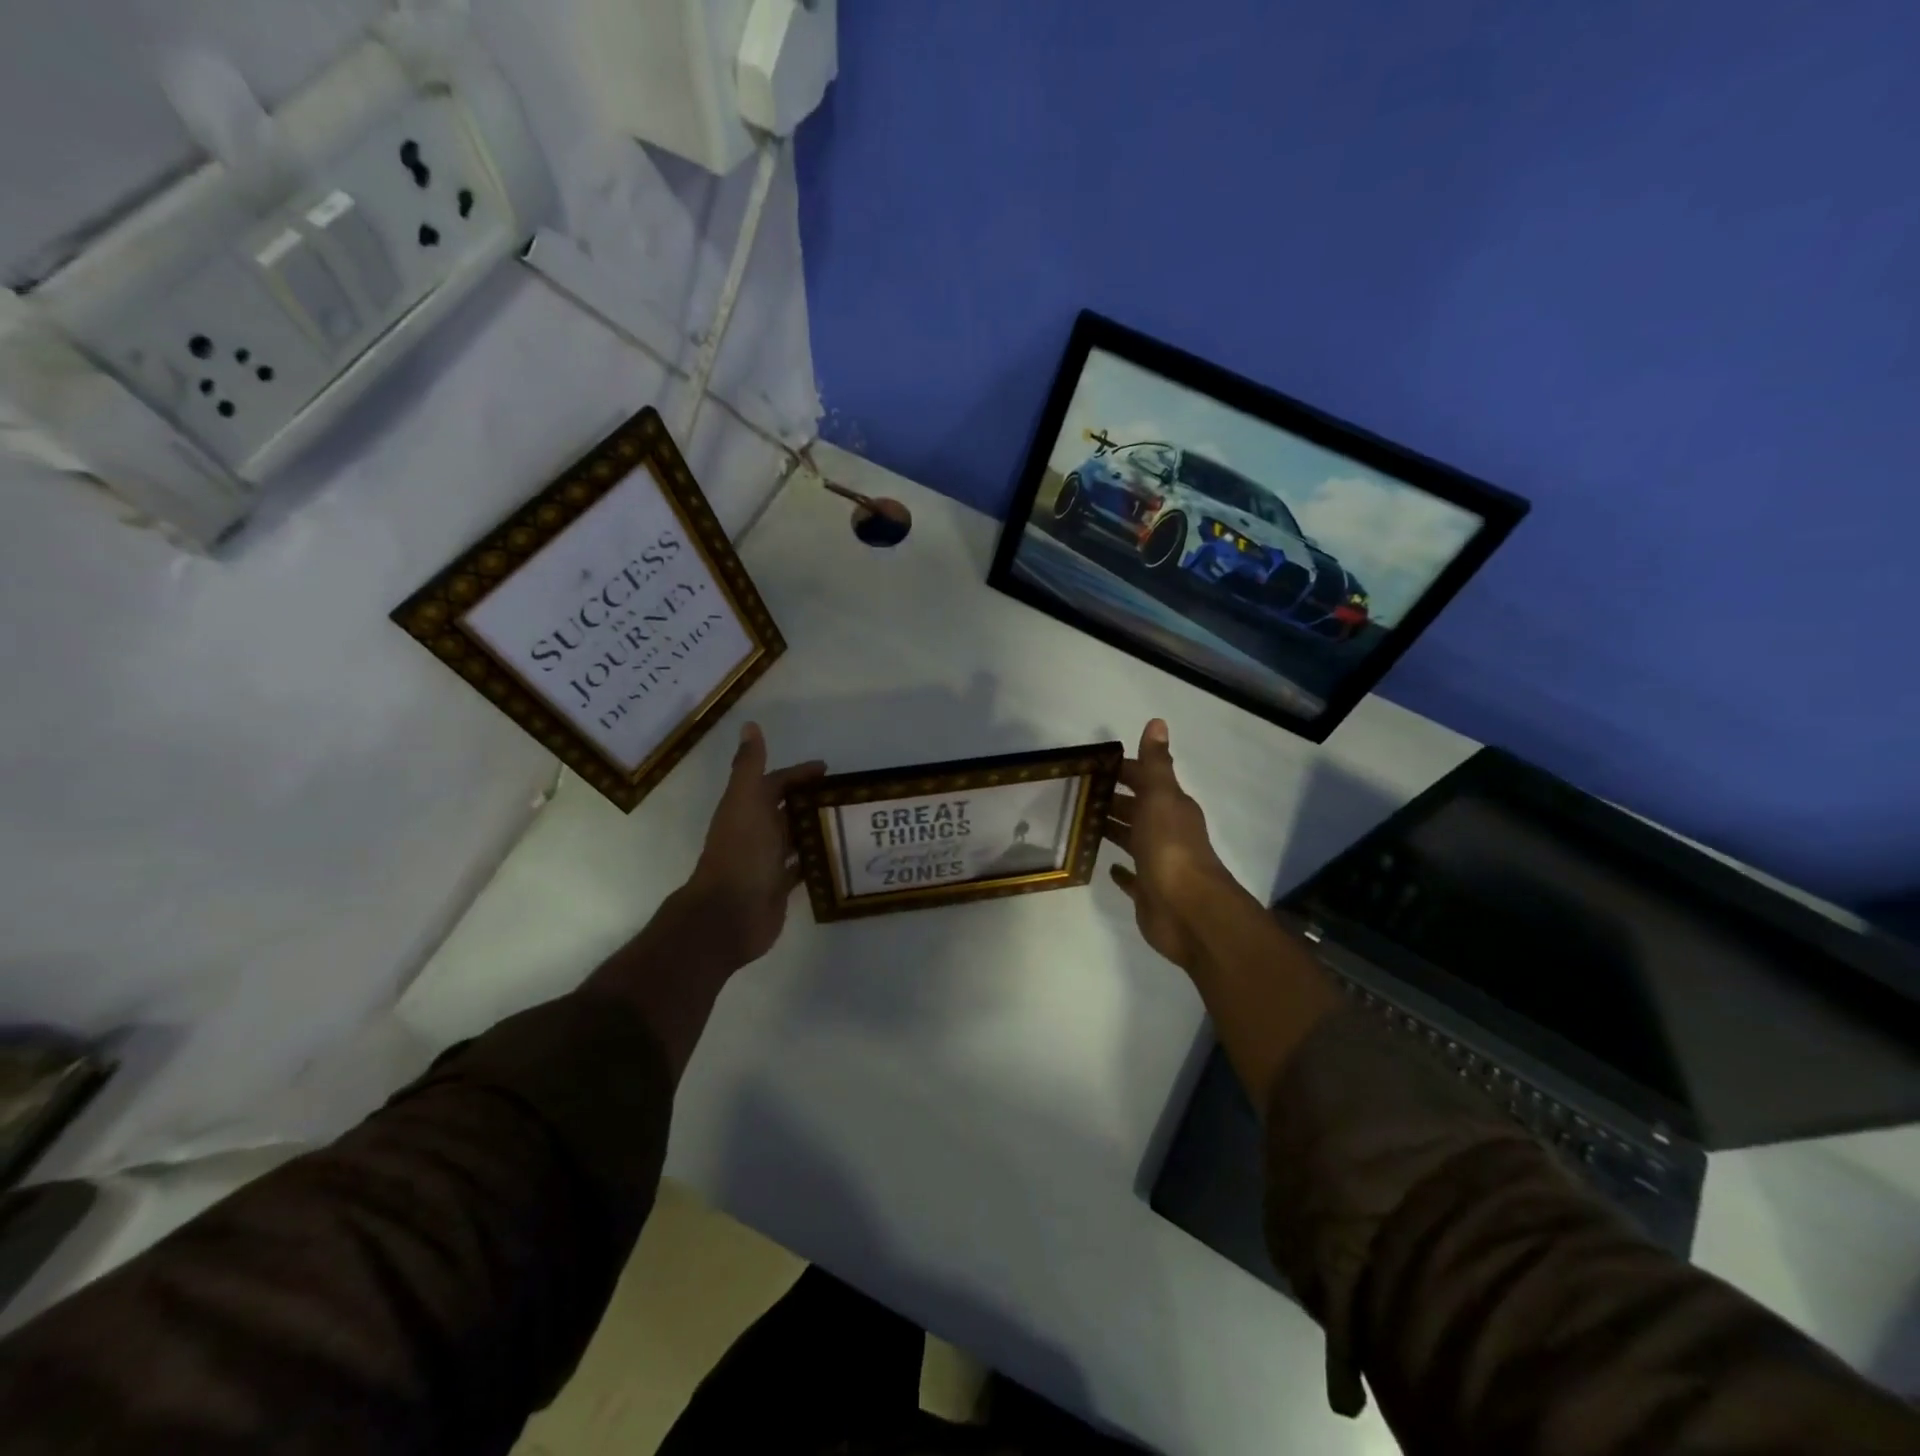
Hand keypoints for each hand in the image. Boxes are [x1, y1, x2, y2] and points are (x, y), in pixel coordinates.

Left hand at [685, 722, 826, 968]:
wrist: (730, 913)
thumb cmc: (741, 852)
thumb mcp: (745, 801)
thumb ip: (750, 765)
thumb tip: (750, 725)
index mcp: (747, 808)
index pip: (776, 782)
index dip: (799, 774)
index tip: (829, 771)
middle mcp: (756, 831)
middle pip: (787, 809)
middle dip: (812, 801)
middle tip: (848, 797)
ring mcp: (767, 860)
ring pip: (796, 837)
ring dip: (817, 829)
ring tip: (851, 823)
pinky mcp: (778, 886)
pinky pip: (802, 867)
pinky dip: (818, 859)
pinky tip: (841, 856)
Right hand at [1104, 719, 1252, 969]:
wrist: (1188, 910)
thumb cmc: (1170, 848)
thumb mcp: (1161, 797)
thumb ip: (1156, 763)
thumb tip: (1157, 721)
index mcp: (1171, 807)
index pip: (1144, 779)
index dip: (1121, 770)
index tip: (1089, 766)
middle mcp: (1167, 831)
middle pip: (1136, 808)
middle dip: (1111, 798)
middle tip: (1074, 793)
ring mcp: (1158, 862)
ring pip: (1132, 839)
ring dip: (1112, 829)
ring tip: (1079, 823)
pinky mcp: (1149, 891)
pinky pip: (1132, 876)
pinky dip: (1120, 870)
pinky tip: (1105, 866)